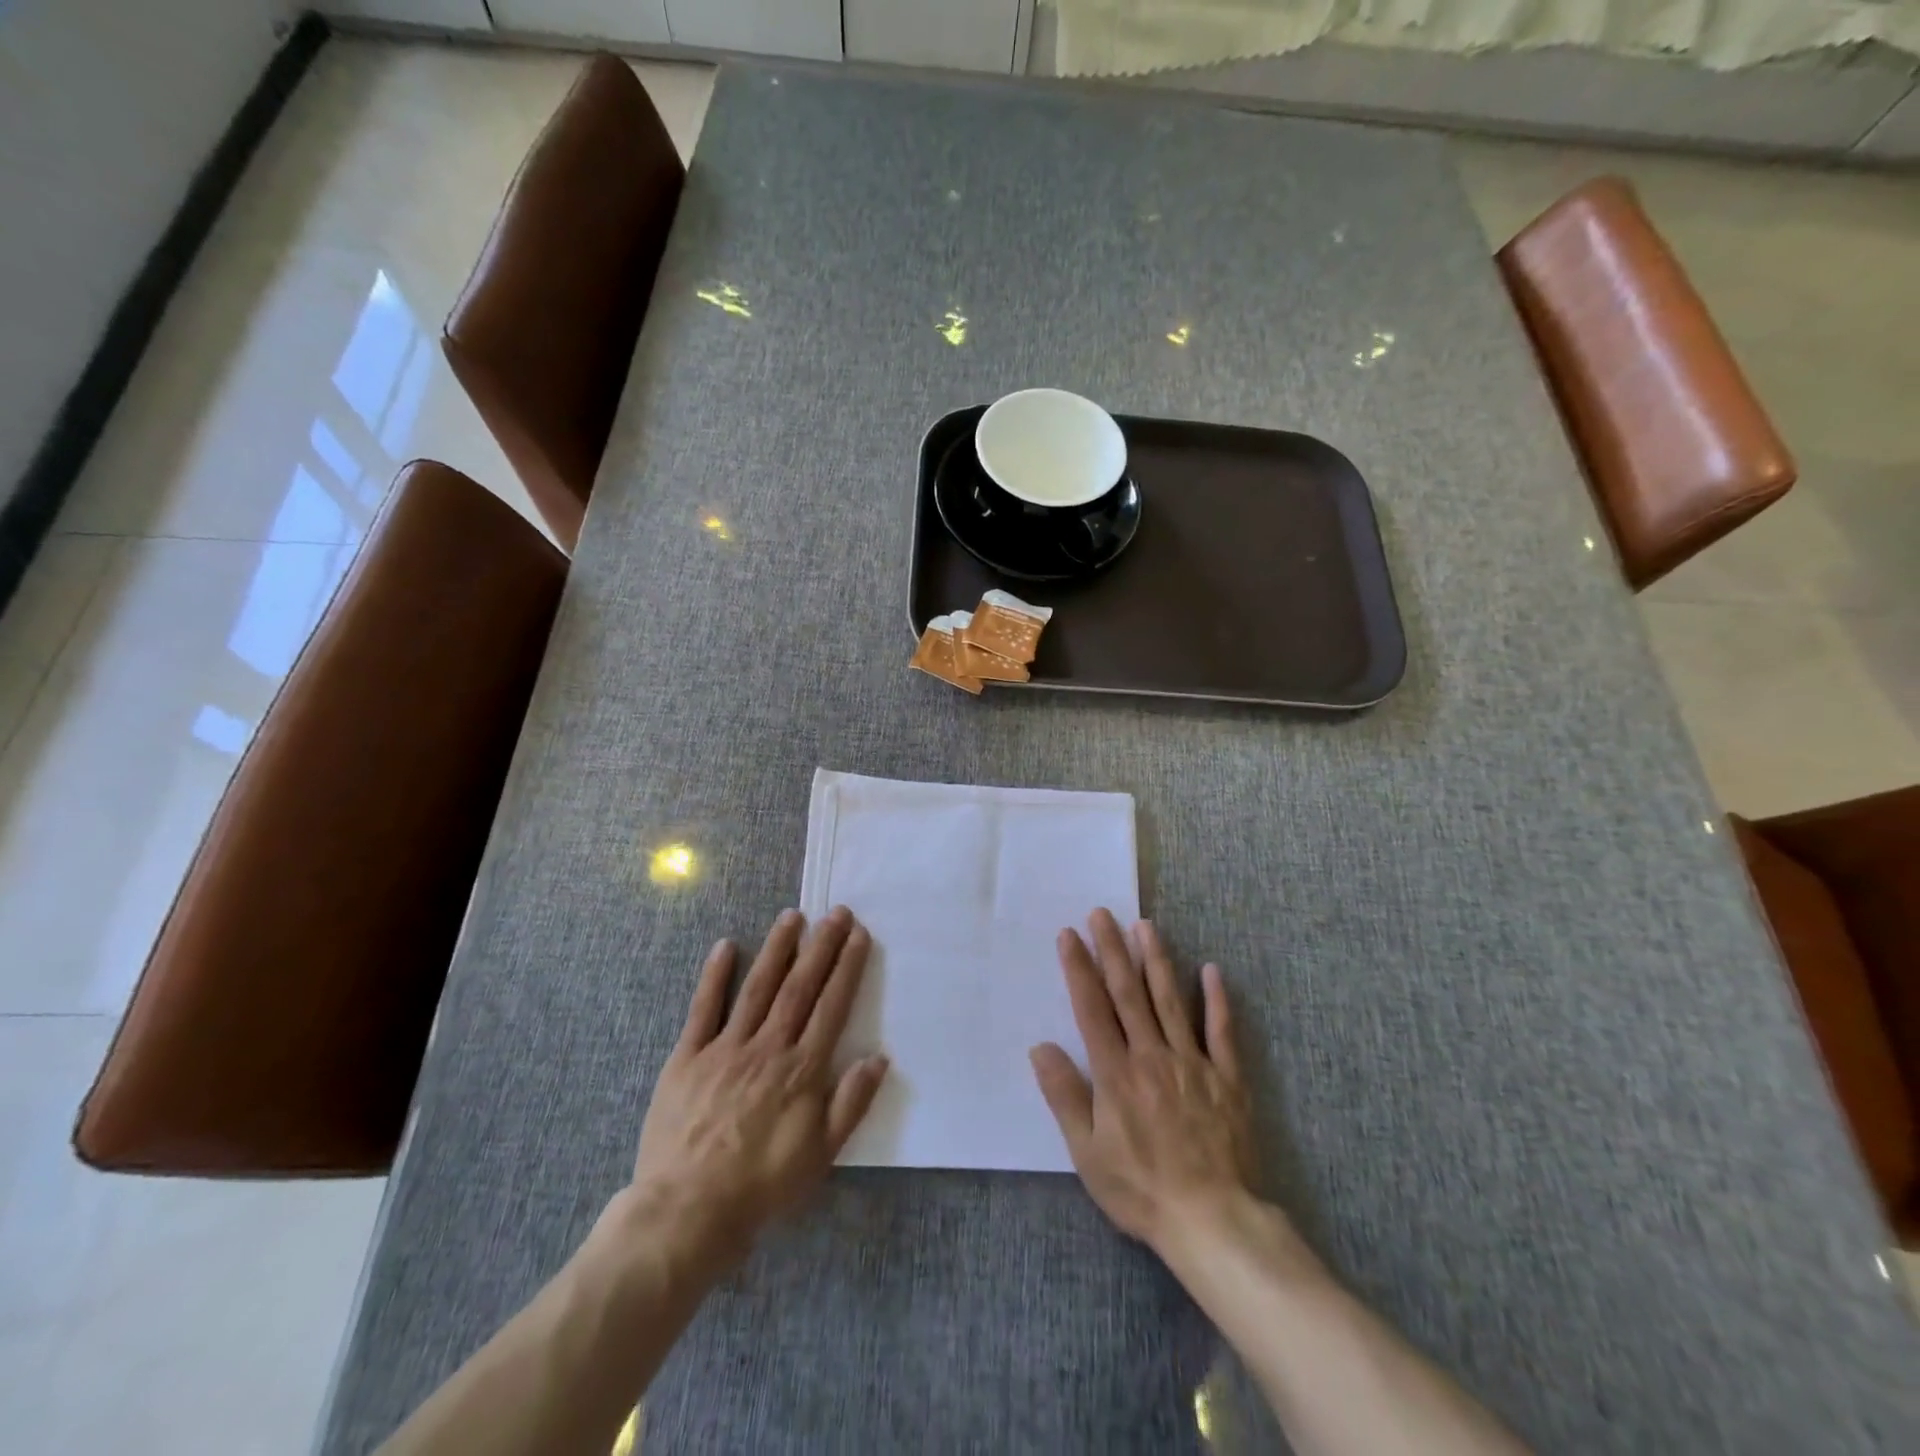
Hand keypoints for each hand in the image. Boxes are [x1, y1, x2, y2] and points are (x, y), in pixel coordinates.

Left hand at [627, 907, 888, 1258]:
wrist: (687, 1212)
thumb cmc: (762, 1185)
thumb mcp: (821, 1155)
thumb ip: (851, 1103)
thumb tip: (880, 1058)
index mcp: (801, 1070)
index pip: (831, 1006)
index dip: (846, 968)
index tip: (858, 936)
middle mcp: (767, 1047)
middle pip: (799, 987)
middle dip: (820, 947)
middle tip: (835, 912)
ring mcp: (725, 1048)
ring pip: (757, 988)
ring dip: (777, 950)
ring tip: (793, 917)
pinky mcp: (687, 1057)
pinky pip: (703, 1009)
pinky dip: (715, 976)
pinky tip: (726, 946)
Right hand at [1029, 908, 1255, 1253]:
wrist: (1212, 1220)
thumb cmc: (1140, 1189)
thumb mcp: (1087, 1152)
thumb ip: (1064, 1096)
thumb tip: (1040, 1047)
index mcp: (1116, 1073)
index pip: (1092, 1008)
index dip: (1079, 968)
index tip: (1069, 934)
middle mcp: (1151, 1056)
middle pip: (1128, 993)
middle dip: (1112, 950)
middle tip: (1102, 913)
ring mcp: (1192, 1062)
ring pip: (1170, 1000)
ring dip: (1156, 960)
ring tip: (1145, 925)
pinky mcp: (1226, 1077)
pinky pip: (1221, 1031)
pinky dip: (1216, 999)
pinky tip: (1211, 970)